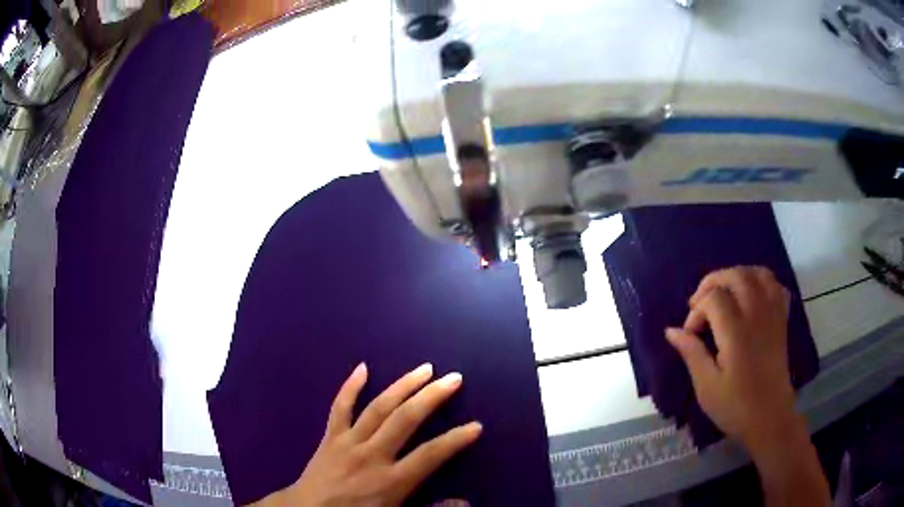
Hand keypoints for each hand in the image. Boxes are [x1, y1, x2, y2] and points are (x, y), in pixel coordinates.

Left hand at [252, 363, 481, 506]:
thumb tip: (465, 503)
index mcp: (391, 480)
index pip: (431, 455)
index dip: (455, 439)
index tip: (475, 426)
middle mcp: (372, 455)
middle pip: (406, 419)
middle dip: (432, 397)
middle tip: (453, 378)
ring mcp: (349, 442)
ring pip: (378, 407)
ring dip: (403, 385)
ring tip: (424, 368)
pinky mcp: (330, 436)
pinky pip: (340, 407)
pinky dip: (350, 387)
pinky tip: (362, 367)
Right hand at [665, 266, 798, 450]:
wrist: (770, 418)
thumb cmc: (735, 406)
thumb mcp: (706, 386)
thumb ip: (691, 353)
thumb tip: (671, 331)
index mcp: (736, 332)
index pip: (713, 297)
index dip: (696, 310)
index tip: (691, 334)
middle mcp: (756, 314)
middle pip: (735, 275)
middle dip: (713, 283)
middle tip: (701, 305)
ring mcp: (772, 314)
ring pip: (757, 273)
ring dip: (738, 276)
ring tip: (725, 294)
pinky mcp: (782, 320)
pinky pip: (775, 286)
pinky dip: (762, 282)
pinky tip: (752, 297)